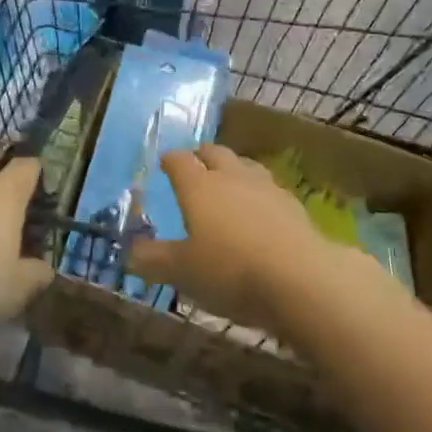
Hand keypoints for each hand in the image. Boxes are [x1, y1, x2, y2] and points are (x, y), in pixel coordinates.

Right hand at [127, 144, 335, 330]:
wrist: (301, 279)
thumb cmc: (231, 270)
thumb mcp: (182, 272)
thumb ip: (153, 260)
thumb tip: (130, 253)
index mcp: (198, 185)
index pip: (179, 160)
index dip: (170, 160)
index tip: (164, 164)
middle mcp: (231, 176)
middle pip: (214, 153)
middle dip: (202, 156)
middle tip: (195, 166)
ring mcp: (266, 188)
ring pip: (245, 166)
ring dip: (233, 170)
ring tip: (228, 184)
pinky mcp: (293, 206)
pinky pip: (269, 190)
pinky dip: (259, 195)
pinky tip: (260, 213)